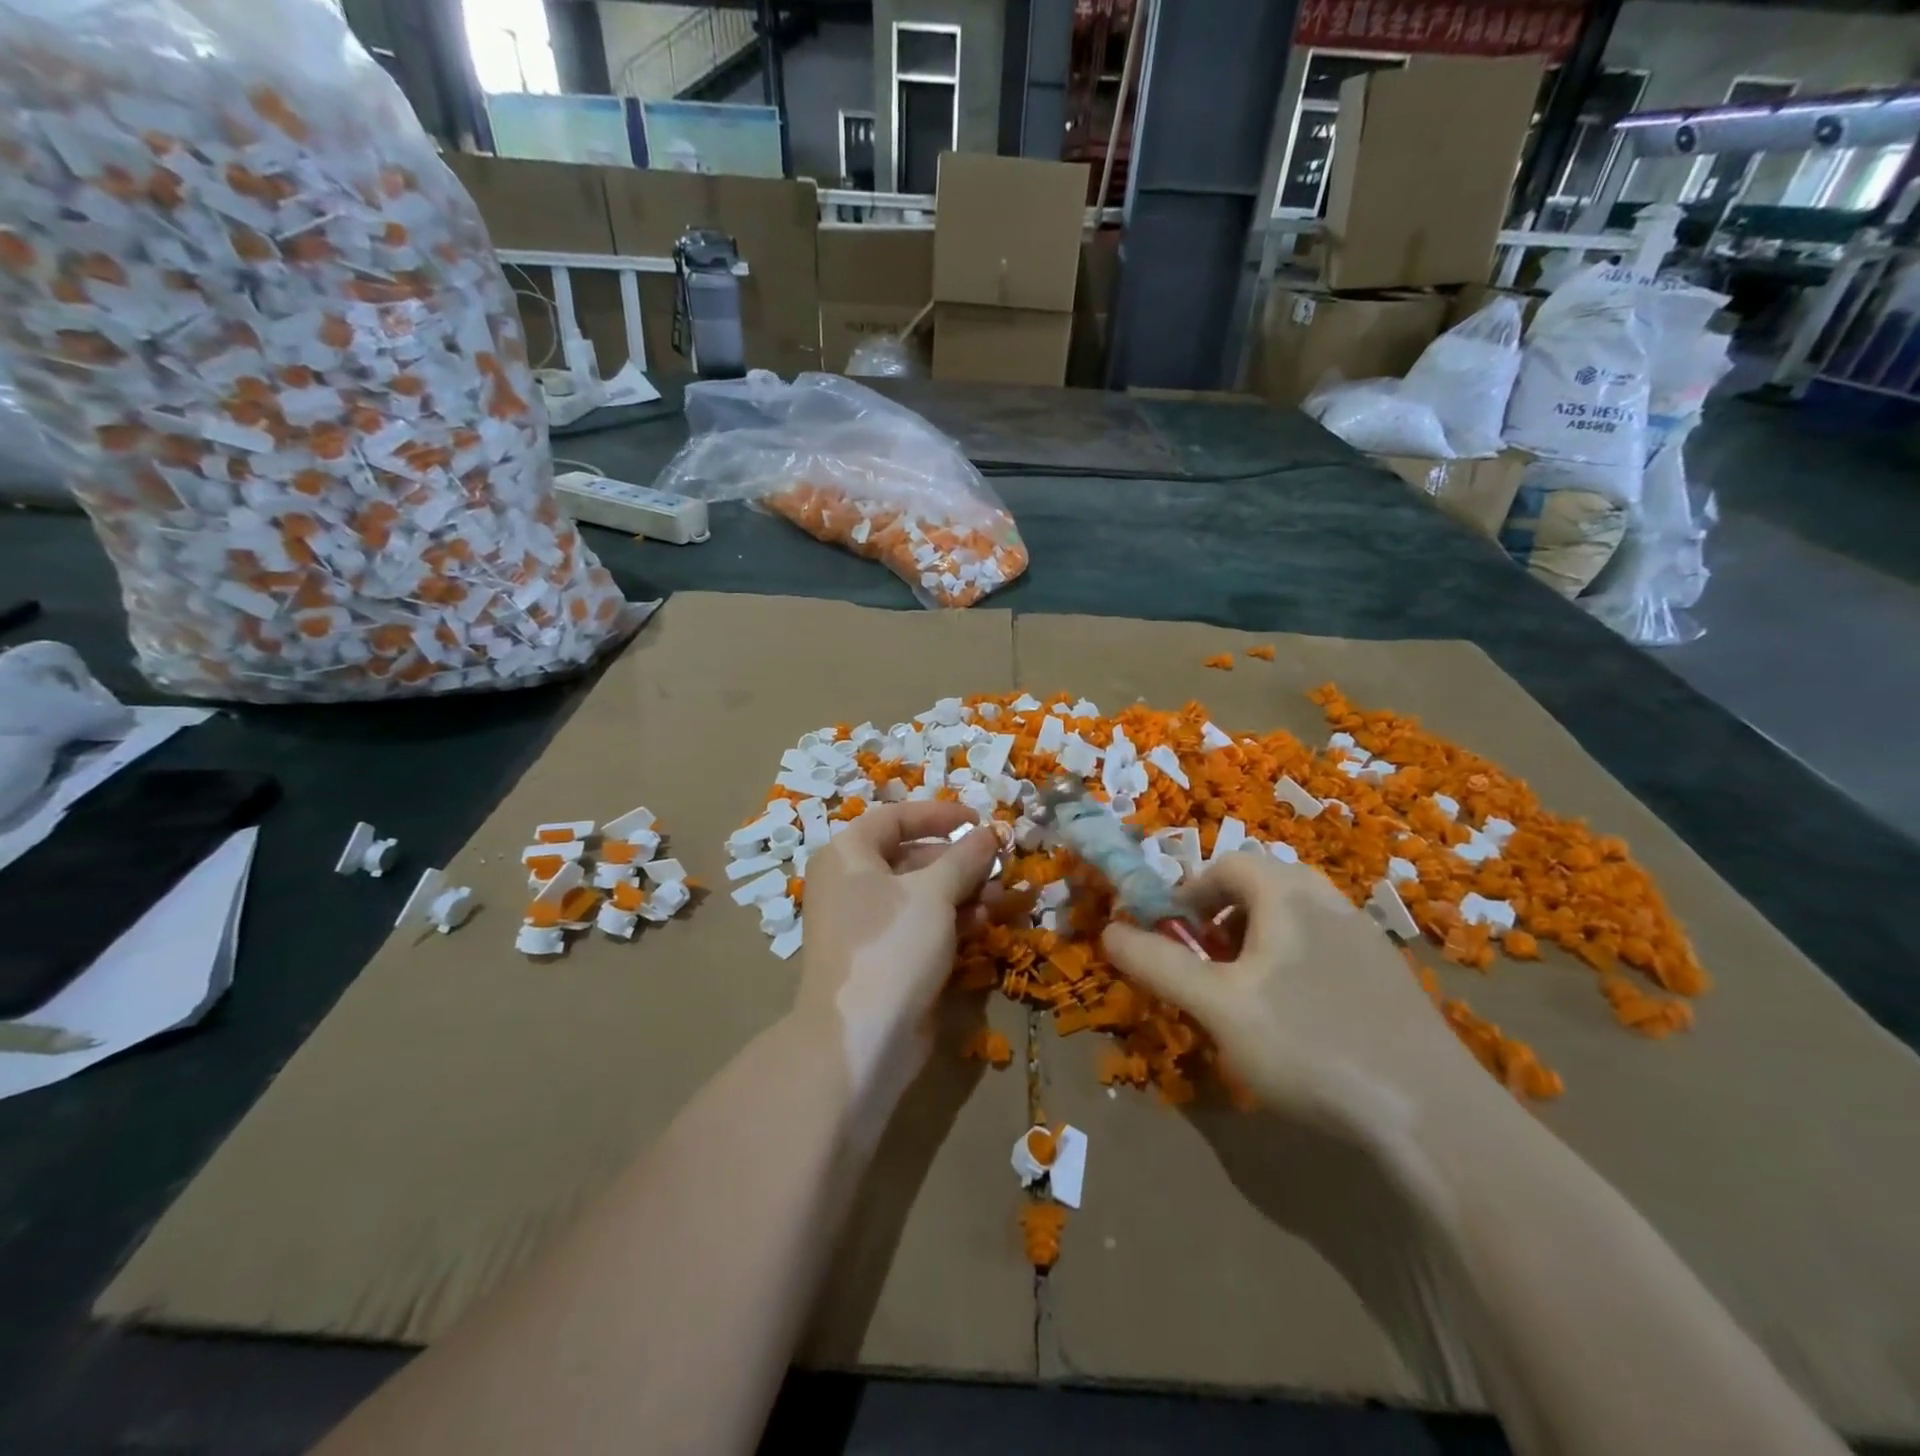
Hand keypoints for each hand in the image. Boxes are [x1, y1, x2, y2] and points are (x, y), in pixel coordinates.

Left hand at [793, 801, 998, 1117]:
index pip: (896, 818)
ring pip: (921, 894)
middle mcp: (851, 884)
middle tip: (998, 865)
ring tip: (1000, 897)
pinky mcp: (883, 958)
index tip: (979, 821)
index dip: (940, 815)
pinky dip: (950, 921)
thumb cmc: (891, 945)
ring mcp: (866, 924)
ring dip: (962, 892)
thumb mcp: (934, 892)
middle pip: (912, 856)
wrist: (860, 1039)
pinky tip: (982, 924)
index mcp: (849, 855)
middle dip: (959, 860)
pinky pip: (919, 926)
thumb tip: (989, 833)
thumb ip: (965, 857)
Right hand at [1102, 854, 1492, 1142]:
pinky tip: (1297, 1021)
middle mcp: (1331, 903)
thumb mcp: (1218, 1006)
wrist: (1435, 1117)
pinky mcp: (1390, 981)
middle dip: (1223, 915)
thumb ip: (1159, 963)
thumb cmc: (1310, 1044)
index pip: (1228, 864)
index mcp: (1289, 895)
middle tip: (1206, 960)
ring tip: (1244, 992)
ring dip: (1258, 940)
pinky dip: (1294, 964)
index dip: (1189, 892)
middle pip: (1264, 885)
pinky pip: (1326, 949)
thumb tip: (1108, 930)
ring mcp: (1368, 941)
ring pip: (1297, 918)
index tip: (1170, 933)